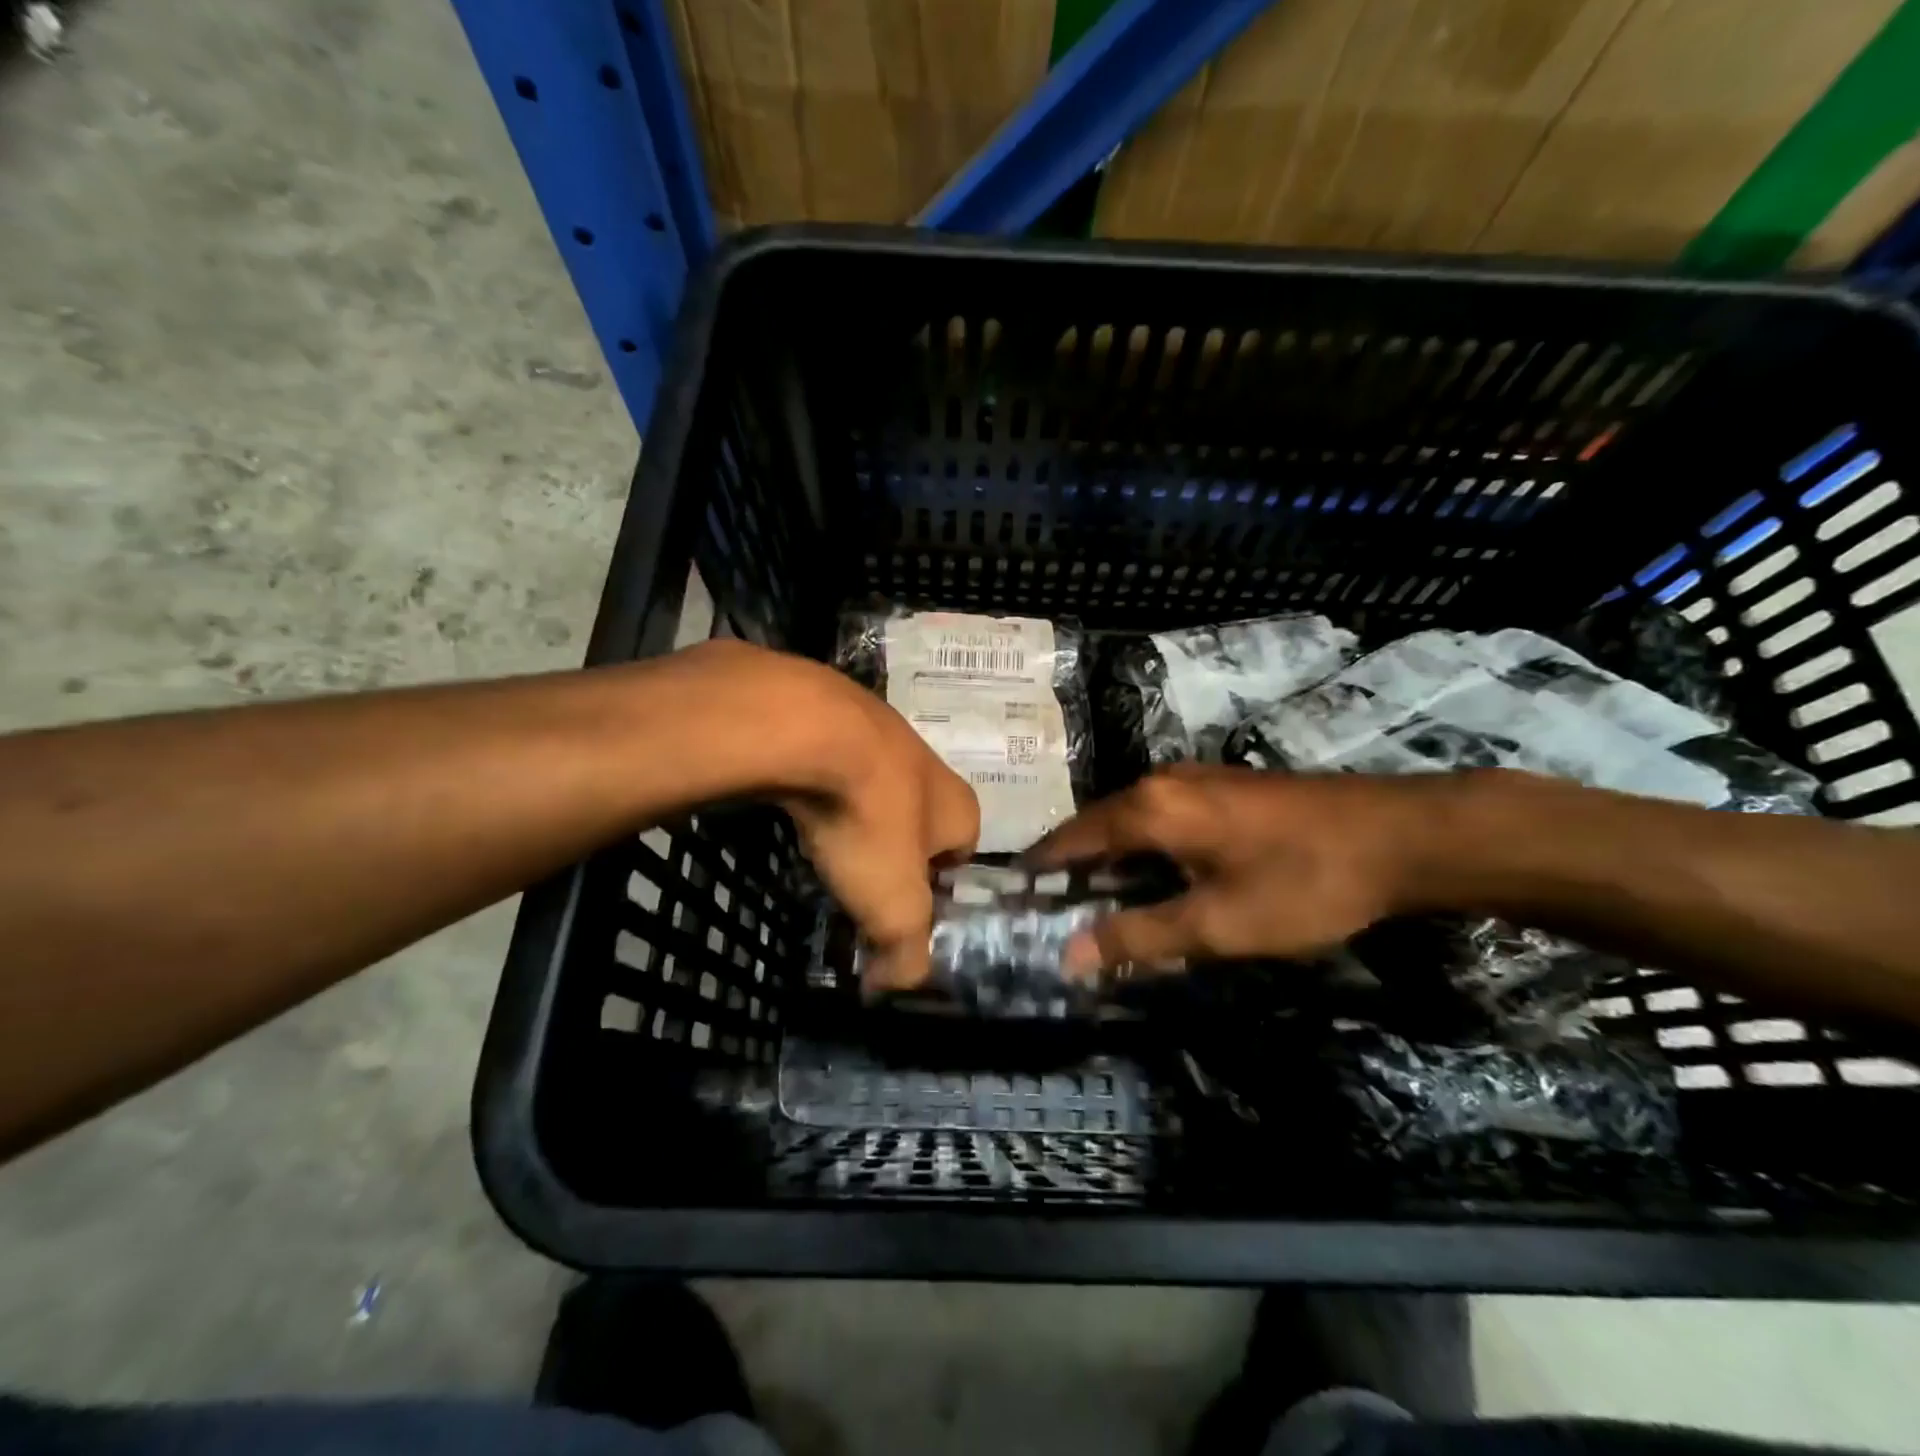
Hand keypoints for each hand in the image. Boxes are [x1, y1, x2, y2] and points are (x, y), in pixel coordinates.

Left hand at [699, 643, 979, 989]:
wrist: (810, 730)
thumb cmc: (869, 822)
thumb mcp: (894, 907)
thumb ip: (906, 954)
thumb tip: (900, 984)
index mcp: (959, 806)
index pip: (963, 852)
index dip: (935, 885)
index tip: (899, 906)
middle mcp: (929, 764)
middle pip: (918, 818)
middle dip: (892, 848)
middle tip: (857, 878)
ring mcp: (881, 731)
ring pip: (875, 786)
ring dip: (856, 812)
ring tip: (824, 841)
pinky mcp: (833, 713)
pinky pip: (834, 761)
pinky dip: (821, 784)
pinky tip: (798, 800)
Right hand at [1027, 765, 1427, 975]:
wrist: (1398, 837)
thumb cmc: (1301, 882)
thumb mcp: (1217, 923)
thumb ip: (1138, 937)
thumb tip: (1069, 957)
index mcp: (1149, 808)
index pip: (1071, 839)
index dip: (1041, 869)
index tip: (1014, 898)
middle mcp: (1162, 783)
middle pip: (1096, 826)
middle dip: (1070, 866)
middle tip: (1049, 910)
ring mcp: (1194, 780)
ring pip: (1129, 820)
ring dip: (1106, 858)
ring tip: (1090, 900)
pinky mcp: (1222, 789)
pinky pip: (1159, 818)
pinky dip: (1139, 849)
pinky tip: (1149, 878)